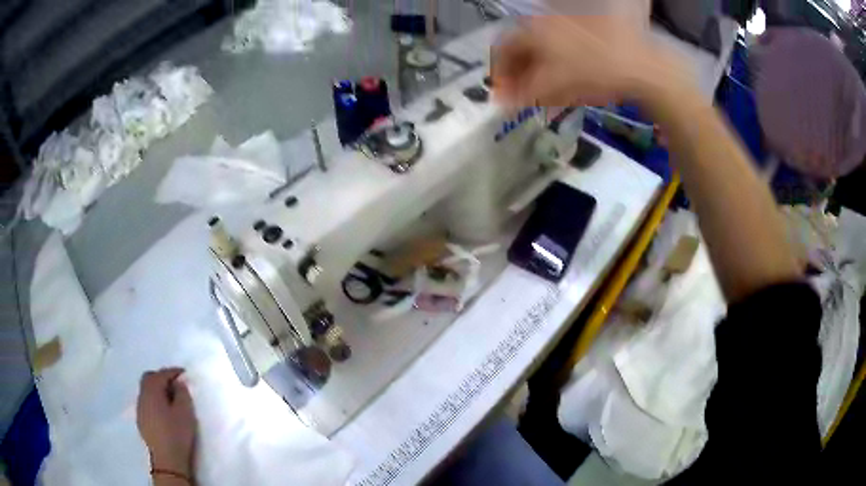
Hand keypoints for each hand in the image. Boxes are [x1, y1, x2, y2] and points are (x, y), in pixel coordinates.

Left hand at [136, 368, 196, 476]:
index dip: (172, 372)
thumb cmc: (177, 433)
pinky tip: (163, 411)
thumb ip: (182, 394)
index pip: (161, 374)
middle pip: (149, 378)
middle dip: (161, 377)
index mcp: (152, 391)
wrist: (167, 459)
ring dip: (157, 389)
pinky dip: (154, 400)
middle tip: (175, 383)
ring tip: (170, 397)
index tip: (184, 373)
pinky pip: (146, 402)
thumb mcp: (185, 412)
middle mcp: (142, 396)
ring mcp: (140, 409)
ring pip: (146, 391)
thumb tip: (177, 384)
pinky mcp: (141, 420)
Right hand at [492, 15, 690, 107]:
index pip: (503, 49)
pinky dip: (557, 67)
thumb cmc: (593, 73)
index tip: (502, 95)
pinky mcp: (586, 34)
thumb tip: (499, 102)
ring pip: (543, 50)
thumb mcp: (553, 86)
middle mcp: (545, 23)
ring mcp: (567, 26)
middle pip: (523, 48)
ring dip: (538, 72)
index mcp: (533, 31)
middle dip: (519, 74)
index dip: (499, 74)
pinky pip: (562, 50)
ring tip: (545, 95)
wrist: (639, 65)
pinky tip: (566, 84)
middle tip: (523, 97)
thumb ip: (523, 94)